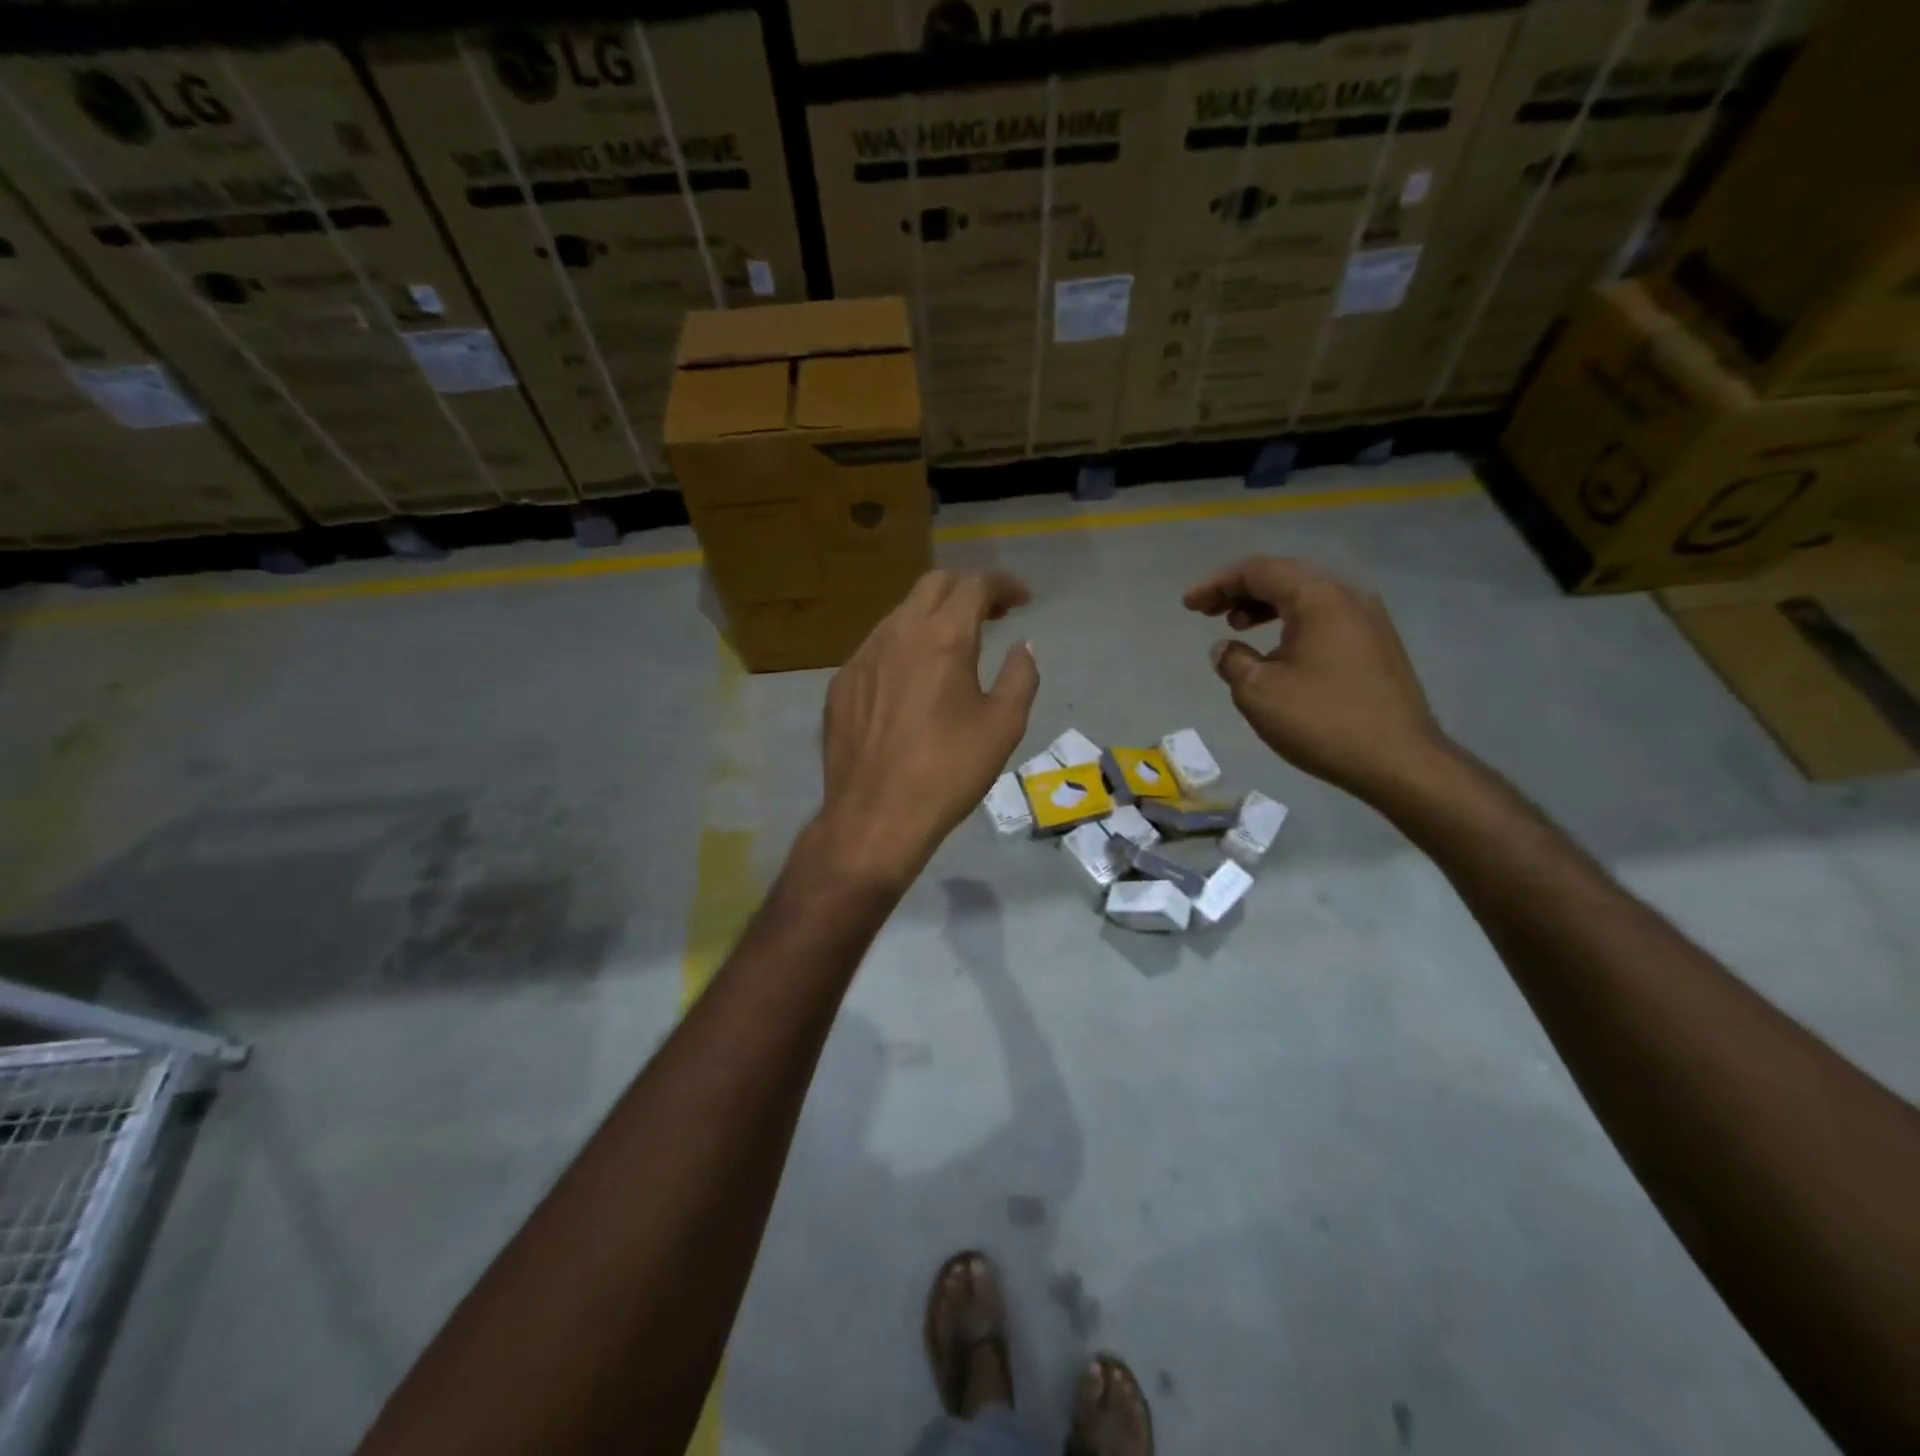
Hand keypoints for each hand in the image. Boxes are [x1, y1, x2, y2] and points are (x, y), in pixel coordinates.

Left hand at [814, 570, 1038, 888]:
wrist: (875, 816)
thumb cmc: (948, 772)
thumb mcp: (1003, 726)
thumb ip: (1020, 677)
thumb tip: (1022, 648)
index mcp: (943, 637)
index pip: (974, 584)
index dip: (1003, 585)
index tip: (1021, 600)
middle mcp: (897, 632)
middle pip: (933, 584)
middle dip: (967, 590)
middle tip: (991, 616)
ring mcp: (862, 656)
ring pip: (901, 614)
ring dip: (933, 617)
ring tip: (953, 647)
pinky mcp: (841, 683)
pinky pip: (877, 648)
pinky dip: (903, 648)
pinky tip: (911, 681)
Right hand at [1183, 557, 1449, 801]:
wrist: (1399, 761)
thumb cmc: (1322, 720)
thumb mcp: (1258, 692)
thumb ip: (1232, 661)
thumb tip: (1226, 648)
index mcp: (1317, 598)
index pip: (1259, 571)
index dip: (1218, 584)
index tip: (1189, 605)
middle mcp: (1347, 596)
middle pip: (1285, 575)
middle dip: (1241, 589)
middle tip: (1208, 610)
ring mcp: (1368, 619)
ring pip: (1307, 595)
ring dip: (1266, 605)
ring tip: (1238, 626)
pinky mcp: (1377, 644)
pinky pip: (1325, 616)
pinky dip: (1291, 621)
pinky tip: (1277, 649)